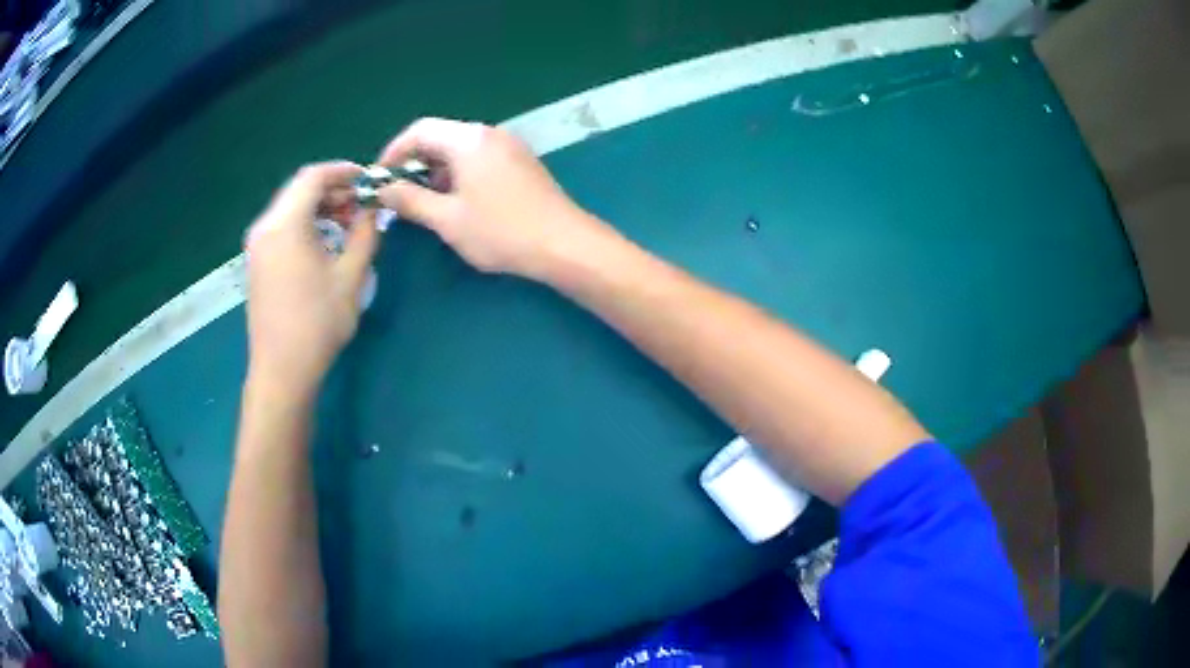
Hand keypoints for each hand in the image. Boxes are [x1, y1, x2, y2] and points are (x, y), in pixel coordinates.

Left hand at [244, 162, 378, 401]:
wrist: (282, 370)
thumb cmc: (318, 323)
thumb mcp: (351, 276)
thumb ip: (365, 233)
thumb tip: (373, 208)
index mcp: (286, 224)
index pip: (313, 176)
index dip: (343, 171)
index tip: (369, 180)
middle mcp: (265, 227)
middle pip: (299, 190)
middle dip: (333, 190)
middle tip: (362, 204)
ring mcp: (257, 246)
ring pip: (290, 208)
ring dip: (319, 207)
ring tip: (347, 224)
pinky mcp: (256, 263)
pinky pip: (282, 227)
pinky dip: (305, 224)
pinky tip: (324, 243)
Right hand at [374, 117, 615, 278]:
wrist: (564, 244)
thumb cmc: (501, 231)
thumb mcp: (447, 219)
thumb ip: (410, 200)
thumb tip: (383, 189)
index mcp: (468, 139)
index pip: (419, 130)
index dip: (394, 152)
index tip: (379, 178)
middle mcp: (489, 134)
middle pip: (440, 137)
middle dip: (414, 163)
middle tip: (398, 194)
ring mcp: (509, 147)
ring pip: (460, 150)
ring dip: (436, 171)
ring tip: (424, 203)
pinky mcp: (521, 163)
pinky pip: (479, 159)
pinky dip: (459, 174)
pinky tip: (456, 202)